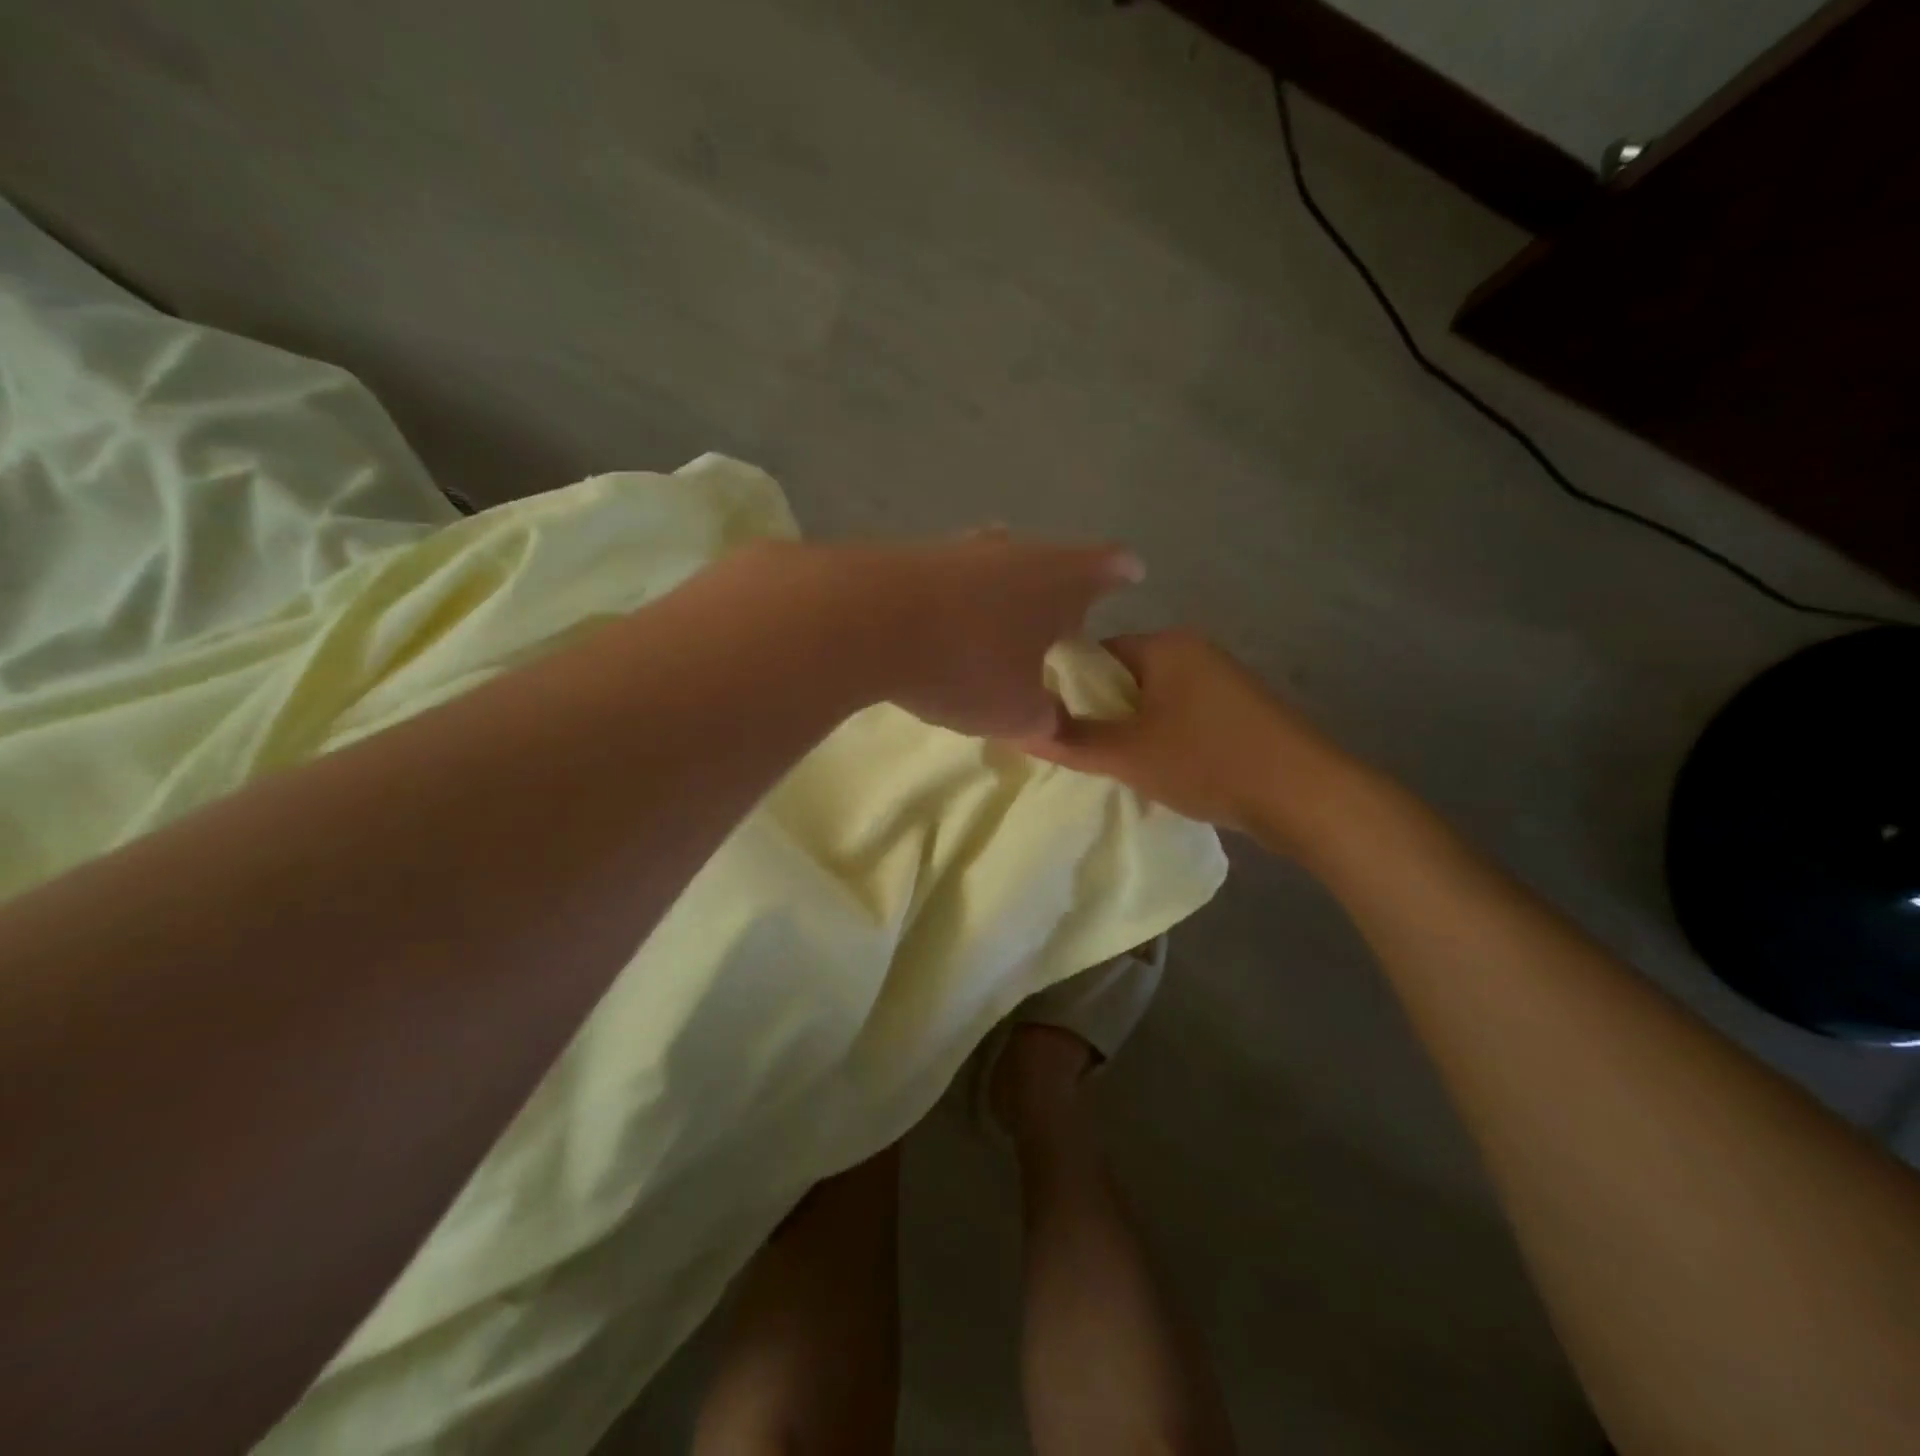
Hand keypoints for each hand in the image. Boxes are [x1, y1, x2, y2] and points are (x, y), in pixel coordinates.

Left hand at [836, 532, 1145, 738]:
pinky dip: (956, 596)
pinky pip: (949, 576)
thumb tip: (1051, 722)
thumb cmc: (966, 665)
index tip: (1131, 572)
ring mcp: (960, 549)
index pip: (1107, 566)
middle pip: (1050, 559)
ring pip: (996, 562)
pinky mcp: (911, 556)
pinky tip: (942, 618)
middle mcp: (1014, 552)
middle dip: (1059, 582)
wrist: (865, 621)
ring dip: (1003, 586)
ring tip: (1002, 612)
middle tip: (1061, 609)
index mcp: (1058, 580)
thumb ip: (1045, 719)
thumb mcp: (1015, 712)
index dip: (1121, 571)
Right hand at [1019, 629, 1364, 850]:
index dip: (1068, 688)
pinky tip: (1157, 767)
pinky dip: (1163, 736)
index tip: (1052, 723)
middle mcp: (1193, 651)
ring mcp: (1220, 679)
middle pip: (1124, 677)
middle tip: (1080, 749)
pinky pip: (1181, 714)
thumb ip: (1073, 741)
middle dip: (1101, 713)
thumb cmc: (1209, 762)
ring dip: (1132, 728)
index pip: (1096, 654)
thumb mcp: (1129, 755)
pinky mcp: (1238, 709)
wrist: (1306, 795)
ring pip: (1153, 699)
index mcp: (1165, 645)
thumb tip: (1020, 730)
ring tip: (1115, 763)